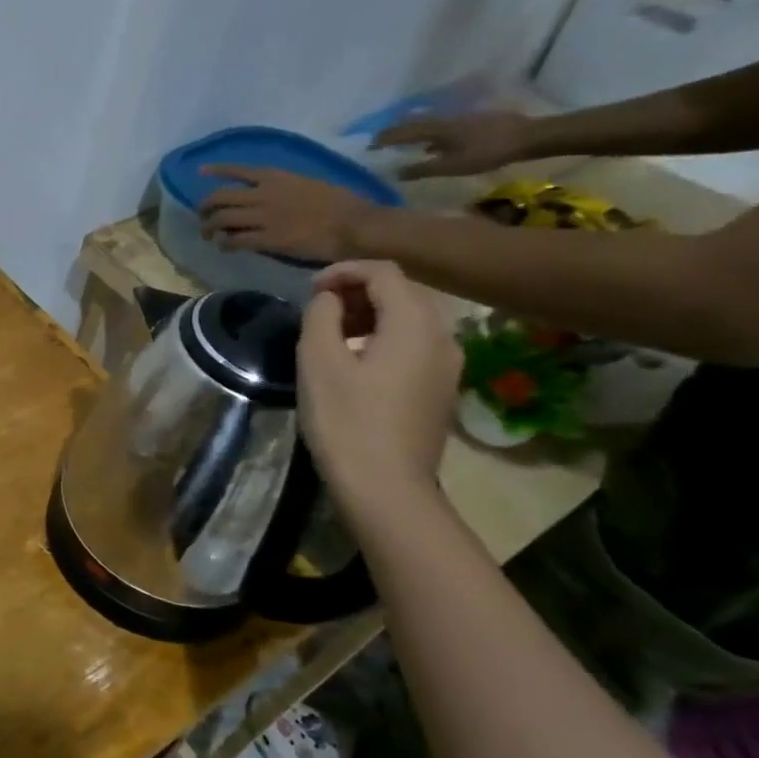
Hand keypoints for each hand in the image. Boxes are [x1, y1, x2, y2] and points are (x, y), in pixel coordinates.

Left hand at [197, 166, 374, 261]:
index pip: (238, 170)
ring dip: (209, 228)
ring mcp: (263, 216)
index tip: (201, 171)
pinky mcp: (266, 238)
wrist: (355, 224)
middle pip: (219, 197)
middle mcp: (263, 194)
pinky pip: (234, 240)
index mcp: (276, 177)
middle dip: (205, 208)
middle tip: (203, 218)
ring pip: (221, 219)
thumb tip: (269, 196)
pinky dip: (225, 243)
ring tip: (209, 236)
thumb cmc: (342, 203)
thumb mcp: (309, 184)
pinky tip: (225, 247)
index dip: (217, 170)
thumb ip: (285, 188)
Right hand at [297, 262, 460, 506]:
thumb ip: (322, 315)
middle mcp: (443, 336)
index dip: (344, 271)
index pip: (384, 273)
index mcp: (415, 324)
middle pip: (404, 291)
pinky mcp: (441, 387)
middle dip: (359, 289)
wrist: (386, 486)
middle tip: (318, 306)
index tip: (310, 288)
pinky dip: (384, 335)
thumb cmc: (346, 419)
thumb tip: (330, 299)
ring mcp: (448, 364)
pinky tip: (355, 359)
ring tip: (332, 331)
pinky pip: (415, 343)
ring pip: (411, 318)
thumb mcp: (318, 360)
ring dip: (371, 313)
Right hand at [370, 109, 534, 178]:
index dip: (384, 139)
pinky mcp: (472, 123)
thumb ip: (423, 169)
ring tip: (402, 141)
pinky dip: (430, 135)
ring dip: (412, 132)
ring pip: (428, 125)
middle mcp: (443, 121)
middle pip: (413, 124)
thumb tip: (395, 172)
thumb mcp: (453, 166)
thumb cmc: (488, 152)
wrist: (530, 136)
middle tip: (381, 140)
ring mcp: (459, 120)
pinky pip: (441, 128)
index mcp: (435, 129)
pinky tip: (433, 144)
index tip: (368, 145)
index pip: (402, 132)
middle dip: (395, 132)